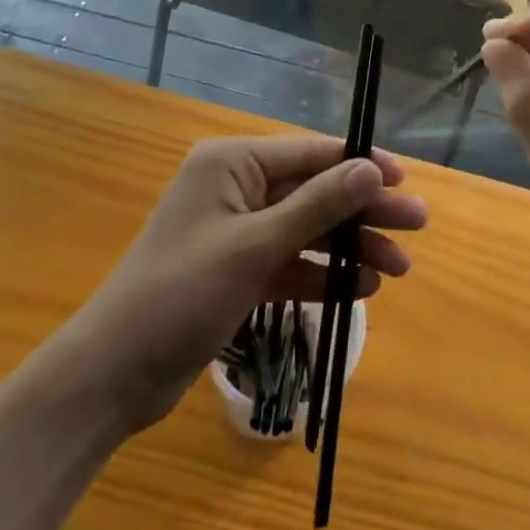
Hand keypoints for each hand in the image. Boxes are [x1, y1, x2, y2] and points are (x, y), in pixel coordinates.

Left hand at [56, 135, 427, 432]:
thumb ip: (316, 206)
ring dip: (348, 246)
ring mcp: (237, 229)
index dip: (359, 164)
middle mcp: (237, 186)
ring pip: (306, 228)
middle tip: (416, 226)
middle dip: (362, 209)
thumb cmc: (181, 292)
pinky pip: (290, 262)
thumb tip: (370, 169)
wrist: (113, 375)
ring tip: (398, 268)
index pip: (309, 153)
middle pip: (313, 191)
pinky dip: (322, 274)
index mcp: (233, 162)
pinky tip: (360, 287)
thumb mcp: (254, 247)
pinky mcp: (238, 270)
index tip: (404, 180)